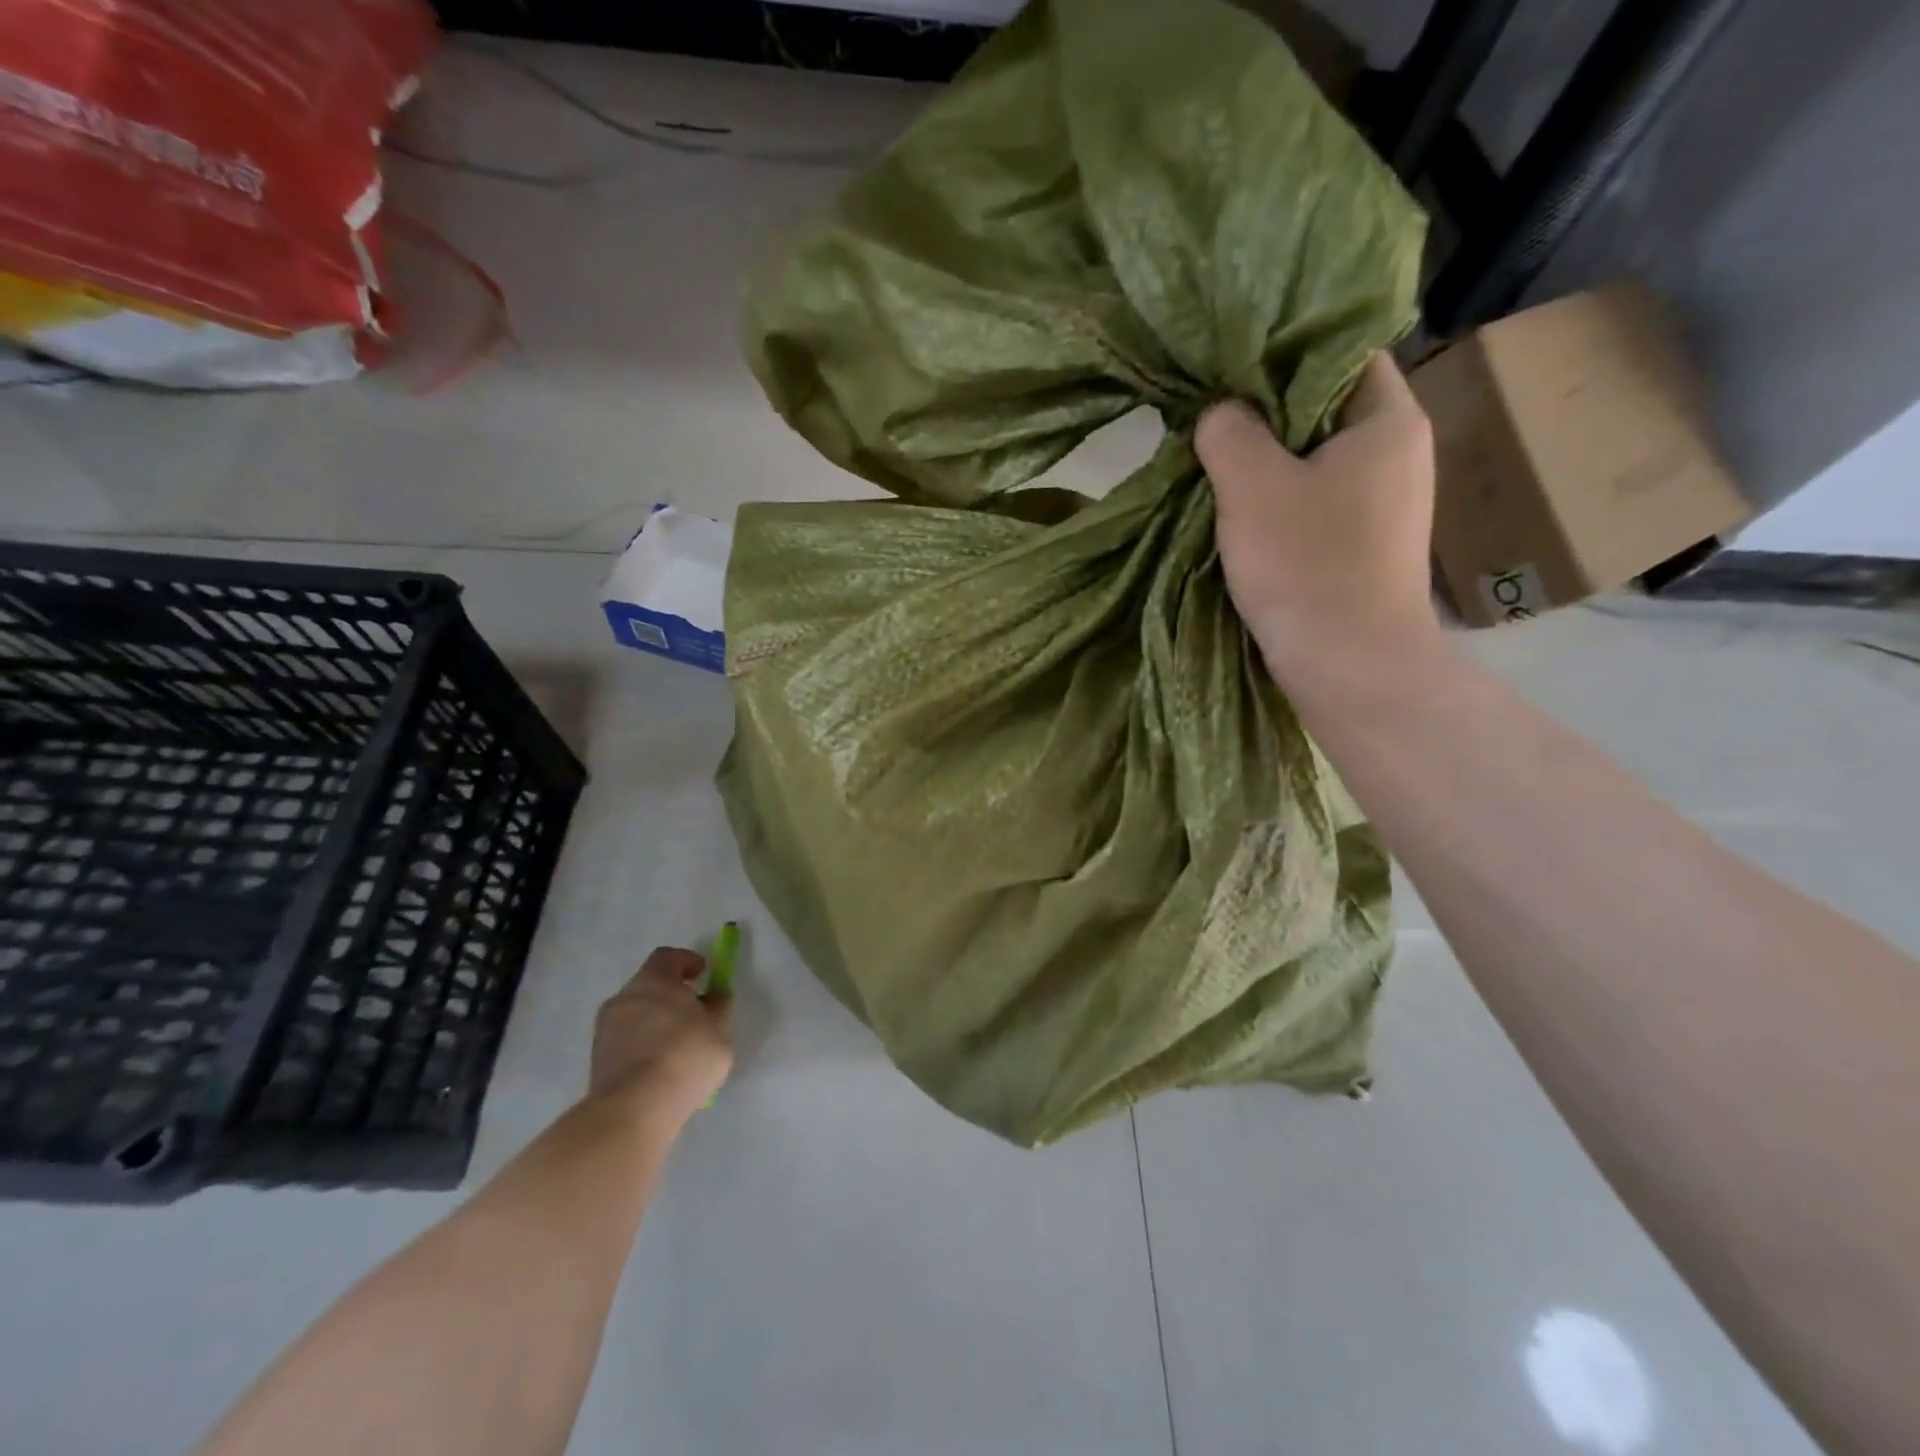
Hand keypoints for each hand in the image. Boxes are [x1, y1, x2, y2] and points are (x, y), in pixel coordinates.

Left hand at [588, 947, 733, 1122]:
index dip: (687, 961)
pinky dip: (642, 1048)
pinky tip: (661, 1069)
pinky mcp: (597, 1062)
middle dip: (670, 995)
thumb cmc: (686, 1055)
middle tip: (693, 1012)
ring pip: (635, 1016)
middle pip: (649, 986)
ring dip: (655, 1023)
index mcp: (653, 980)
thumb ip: (718, 1006)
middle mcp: (624, 997)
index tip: (703, 974)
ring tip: (678, 1047)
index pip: (667, 957)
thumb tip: (715, 994)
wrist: (636, 1109)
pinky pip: (626, 1044)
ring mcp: (605, 1031)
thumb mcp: (719, 1028)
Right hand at [1196, 352, 1442, 689]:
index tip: (1226, 366)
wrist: (1350, 667)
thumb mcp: (1253, 486)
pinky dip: (1277, 498)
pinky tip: (1239, 510)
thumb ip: (1229, 432)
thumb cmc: (1308, 566)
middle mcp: (1398, 452)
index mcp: (1388, 419)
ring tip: (1213, 460)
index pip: (1339, 351)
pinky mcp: (1362, 543)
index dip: (1281, 351)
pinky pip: (1314, 500)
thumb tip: (1218, 410)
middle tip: (1207, 414)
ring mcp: (1383, 502)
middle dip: (1264, 411)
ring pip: (1314, 458)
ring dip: (1266, 460)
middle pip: (1323, 407)